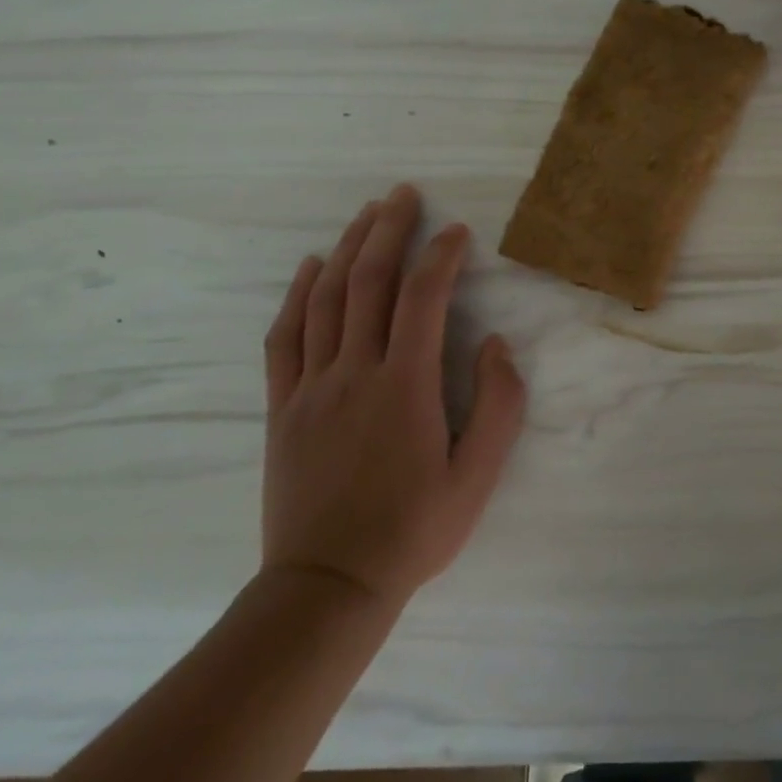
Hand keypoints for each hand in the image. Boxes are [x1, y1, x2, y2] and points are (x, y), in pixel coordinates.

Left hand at [260, 183, 525, 608]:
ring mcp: (311, 387)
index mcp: (405, 386)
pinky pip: (285, 336)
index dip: (441, 256)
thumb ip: (498, 405)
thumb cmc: (414, 530)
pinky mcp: (283, 406)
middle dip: (389, 231)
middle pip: (369, 282)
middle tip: (404, 195)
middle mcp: (354, 372)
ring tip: (367, 214)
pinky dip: (297, 294)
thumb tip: (494, 344)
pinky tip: (311, 266)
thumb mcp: (478, 477)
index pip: (423, 298)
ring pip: (326, 299)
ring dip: (348, 249)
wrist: (327, 586)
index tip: (458, 233)